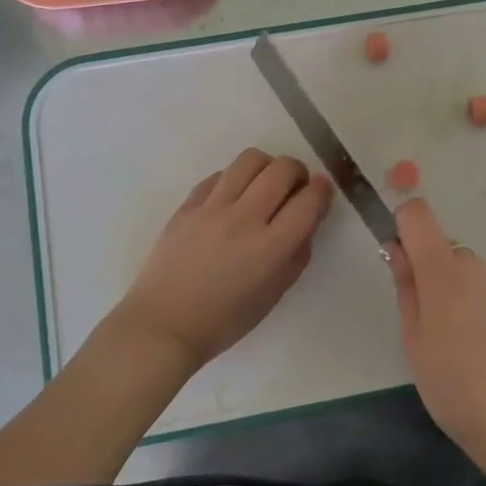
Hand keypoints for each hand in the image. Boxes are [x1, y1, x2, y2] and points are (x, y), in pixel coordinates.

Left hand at [110, 148, 333, 375]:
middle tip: (295, 185)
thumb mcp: (274, 295)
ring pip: (249, 160)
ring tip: (264, 183)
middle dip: (298, 171)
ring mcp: (212, 208)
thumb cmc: (224, 321)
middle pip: (281, 170)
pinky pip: (219, 175)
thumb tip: (305, 222)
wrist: (163, 325)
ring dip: (267, 166)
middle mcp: (244, 219)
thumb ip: (296, 255)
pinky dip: (235, 179)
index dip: (322, 190)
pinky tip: (233, 197)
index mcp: (271, 248)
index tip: (322, 190)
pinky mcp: (187, 206)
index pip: (309, 201)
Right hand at [388, 197, 485, 479]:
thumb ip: (406, 288)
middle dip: (433, 275)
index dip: (404, 225)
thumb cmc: (455, 386)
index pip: (418, 215)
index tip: (399, 259)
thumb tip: (397, 249)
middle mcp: (477, 267)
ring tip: (462, 347)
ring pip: (472, 275)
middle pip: (446, 251)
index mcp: (443, 271)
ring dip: (461, 295)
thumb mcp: (414, 342)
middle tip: (430, 326)